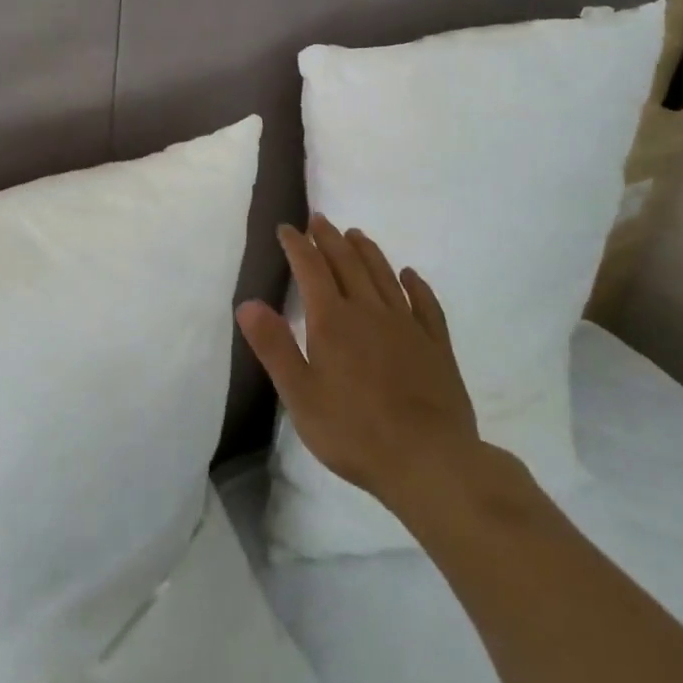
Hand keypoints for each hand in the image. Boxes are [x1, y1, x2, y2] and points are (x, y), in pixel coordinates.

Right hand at [237, 215, 486, 510]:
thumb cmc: (355, 432)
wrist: (430, 462)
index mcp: (333, 320)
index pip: (310, 269)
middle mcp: (369, 311)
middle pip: (347, 263)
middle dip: (329, 239)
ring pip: (383, 276)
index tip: (287, 228)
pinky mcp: (436, 346)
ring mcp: (407, 326)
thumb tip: (246, 303)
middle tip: (319, 220)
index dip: (297, 245)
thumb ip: (274, 346)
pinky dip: (415, 285)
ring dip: (367, 251)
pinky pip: (426, 304)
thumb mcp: (300, 395)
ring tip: (356, 234)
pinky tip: (410, 275)